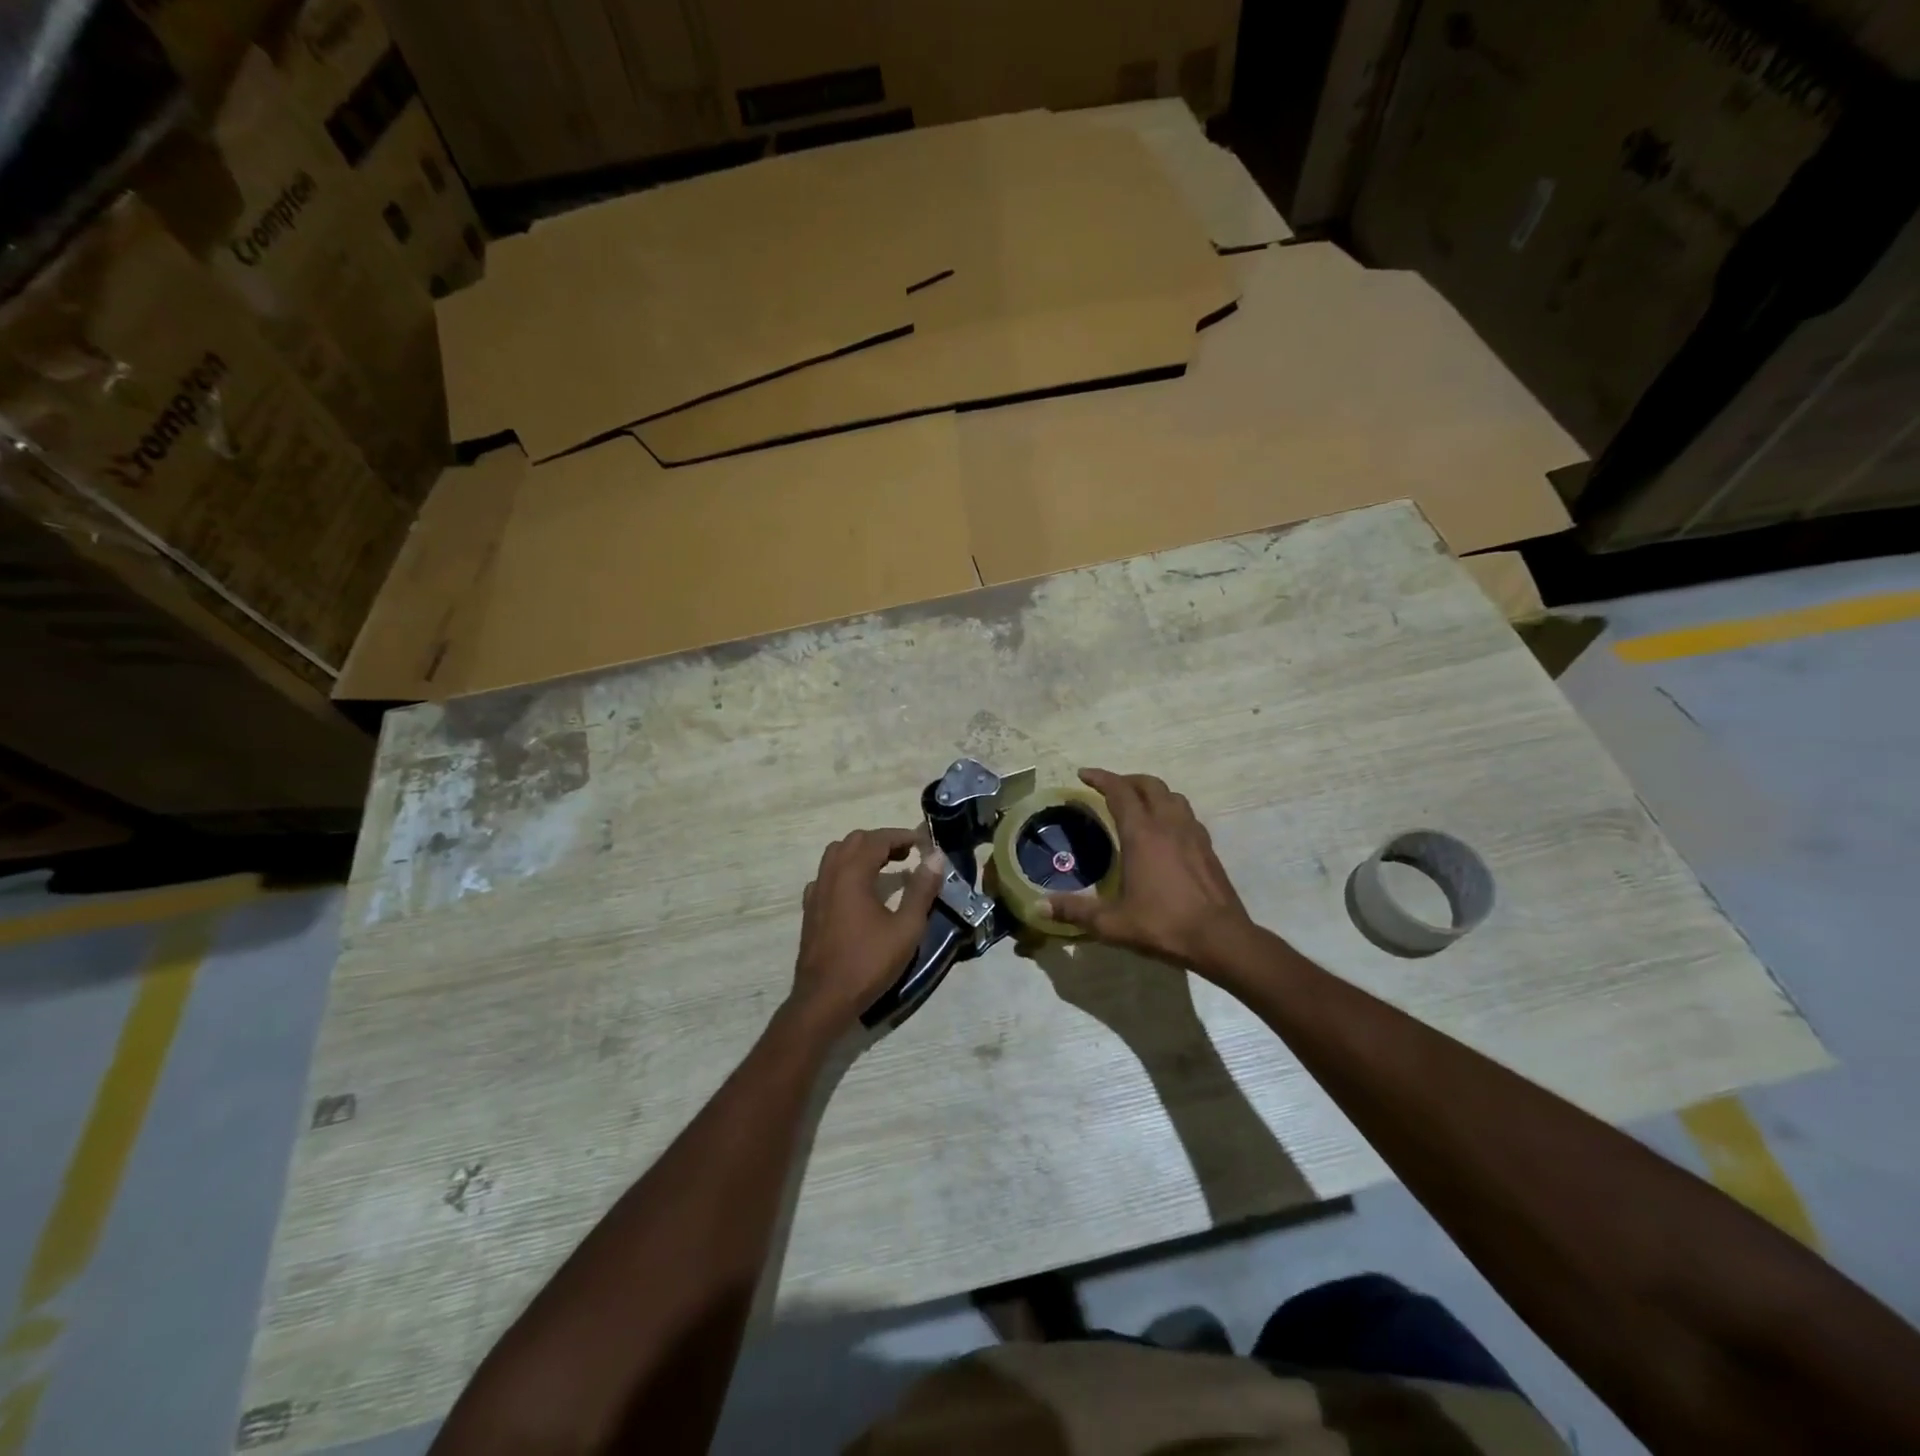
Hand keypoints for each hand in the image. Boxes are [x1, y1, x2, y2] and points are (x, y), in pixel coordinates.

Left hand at [792, 828, 942, 1028]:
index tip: (923, 843)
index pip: (877, 839)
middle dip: (882, 841)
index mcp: (852, 874)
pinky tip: (858, 891)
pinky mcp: (810, 909)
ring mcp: (816, 892)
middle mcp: (830, 875)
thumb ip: (922, 890)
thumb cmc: (868, 963)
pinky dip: (845, 871)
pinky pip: (827, 875)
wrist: (824, 1000)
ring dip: (862, 853)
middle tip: (908, 855)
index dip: (902, 836)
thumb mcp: (906, 928)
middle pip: (855, 841)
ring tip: (886, 868)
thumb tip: (936, 857)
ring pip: (837, 855)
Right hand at [1046, 768, 1255, 971]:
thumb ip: (1075, 911)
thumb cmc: (1163, 925)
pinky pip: (1187, 814)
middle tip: (1108, 788)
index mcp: (1142, 834)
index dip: (1100, 778)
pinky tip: (1166, 829)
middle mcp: (1168, 824)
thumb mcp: (1112, 923)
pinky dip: (1171, 809)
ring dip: (1152, 791)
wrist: (1221, 939)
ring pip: (1172, 796)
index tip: (1083, 774)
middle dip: (1126, 780)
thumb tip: (1038, 906)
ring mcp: (1192, 834)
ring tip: (1138, 803)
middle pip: (1149, 785)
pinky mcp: (1208, 847)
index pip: (1119, 791)